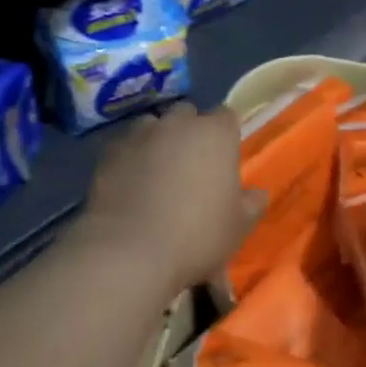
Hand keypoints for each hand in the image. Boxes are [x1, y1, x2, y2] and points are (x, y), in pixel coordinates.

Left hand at [75, 103, 265, 300]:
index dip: (226, 135)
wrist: (130, 252)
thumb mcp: (238, 227)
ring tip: (156, 172)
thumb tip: (256, 193)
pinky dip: (129, 158)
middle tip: (191, 165)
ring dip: (157, 140)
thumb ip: (251, 204)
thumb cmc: (197, 236)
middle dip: (189, 131)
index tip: (224, 159)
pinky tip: (129, 184)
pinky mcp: (108, 153)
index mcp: (215, 134)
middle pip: (187, 114)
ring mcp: (140, 135)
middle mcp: (177, 124)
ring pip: (152, 125)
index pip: (226, 116)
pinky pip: (124, 147)